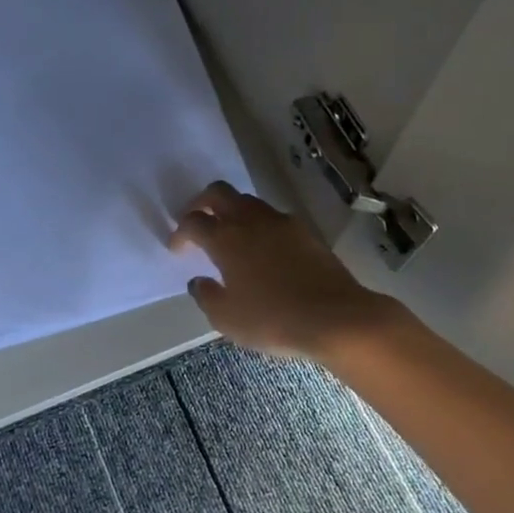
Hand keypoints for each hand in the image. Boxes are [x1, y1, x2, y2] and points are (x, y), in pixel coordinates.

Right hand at [168, 181, 404, 360]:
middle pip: (218, 193)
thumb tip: (198, 281)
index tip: (177, 248)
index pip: (193, 222)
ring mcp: (280, 222)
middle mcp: (250, 221)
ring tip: (230, 234)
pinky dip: (259, 224)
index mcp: (225, 239)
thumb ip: (206, 296)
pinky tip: (262, 248)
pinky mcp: (305, 231)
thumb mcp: (227, 319)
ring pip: (247, 201)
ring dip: (232, 210)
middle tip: (197, 221)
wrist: (336, 318)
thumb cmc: (273, 320)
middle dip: (201, 202)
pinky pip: (272, 217)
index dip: (180, 232)